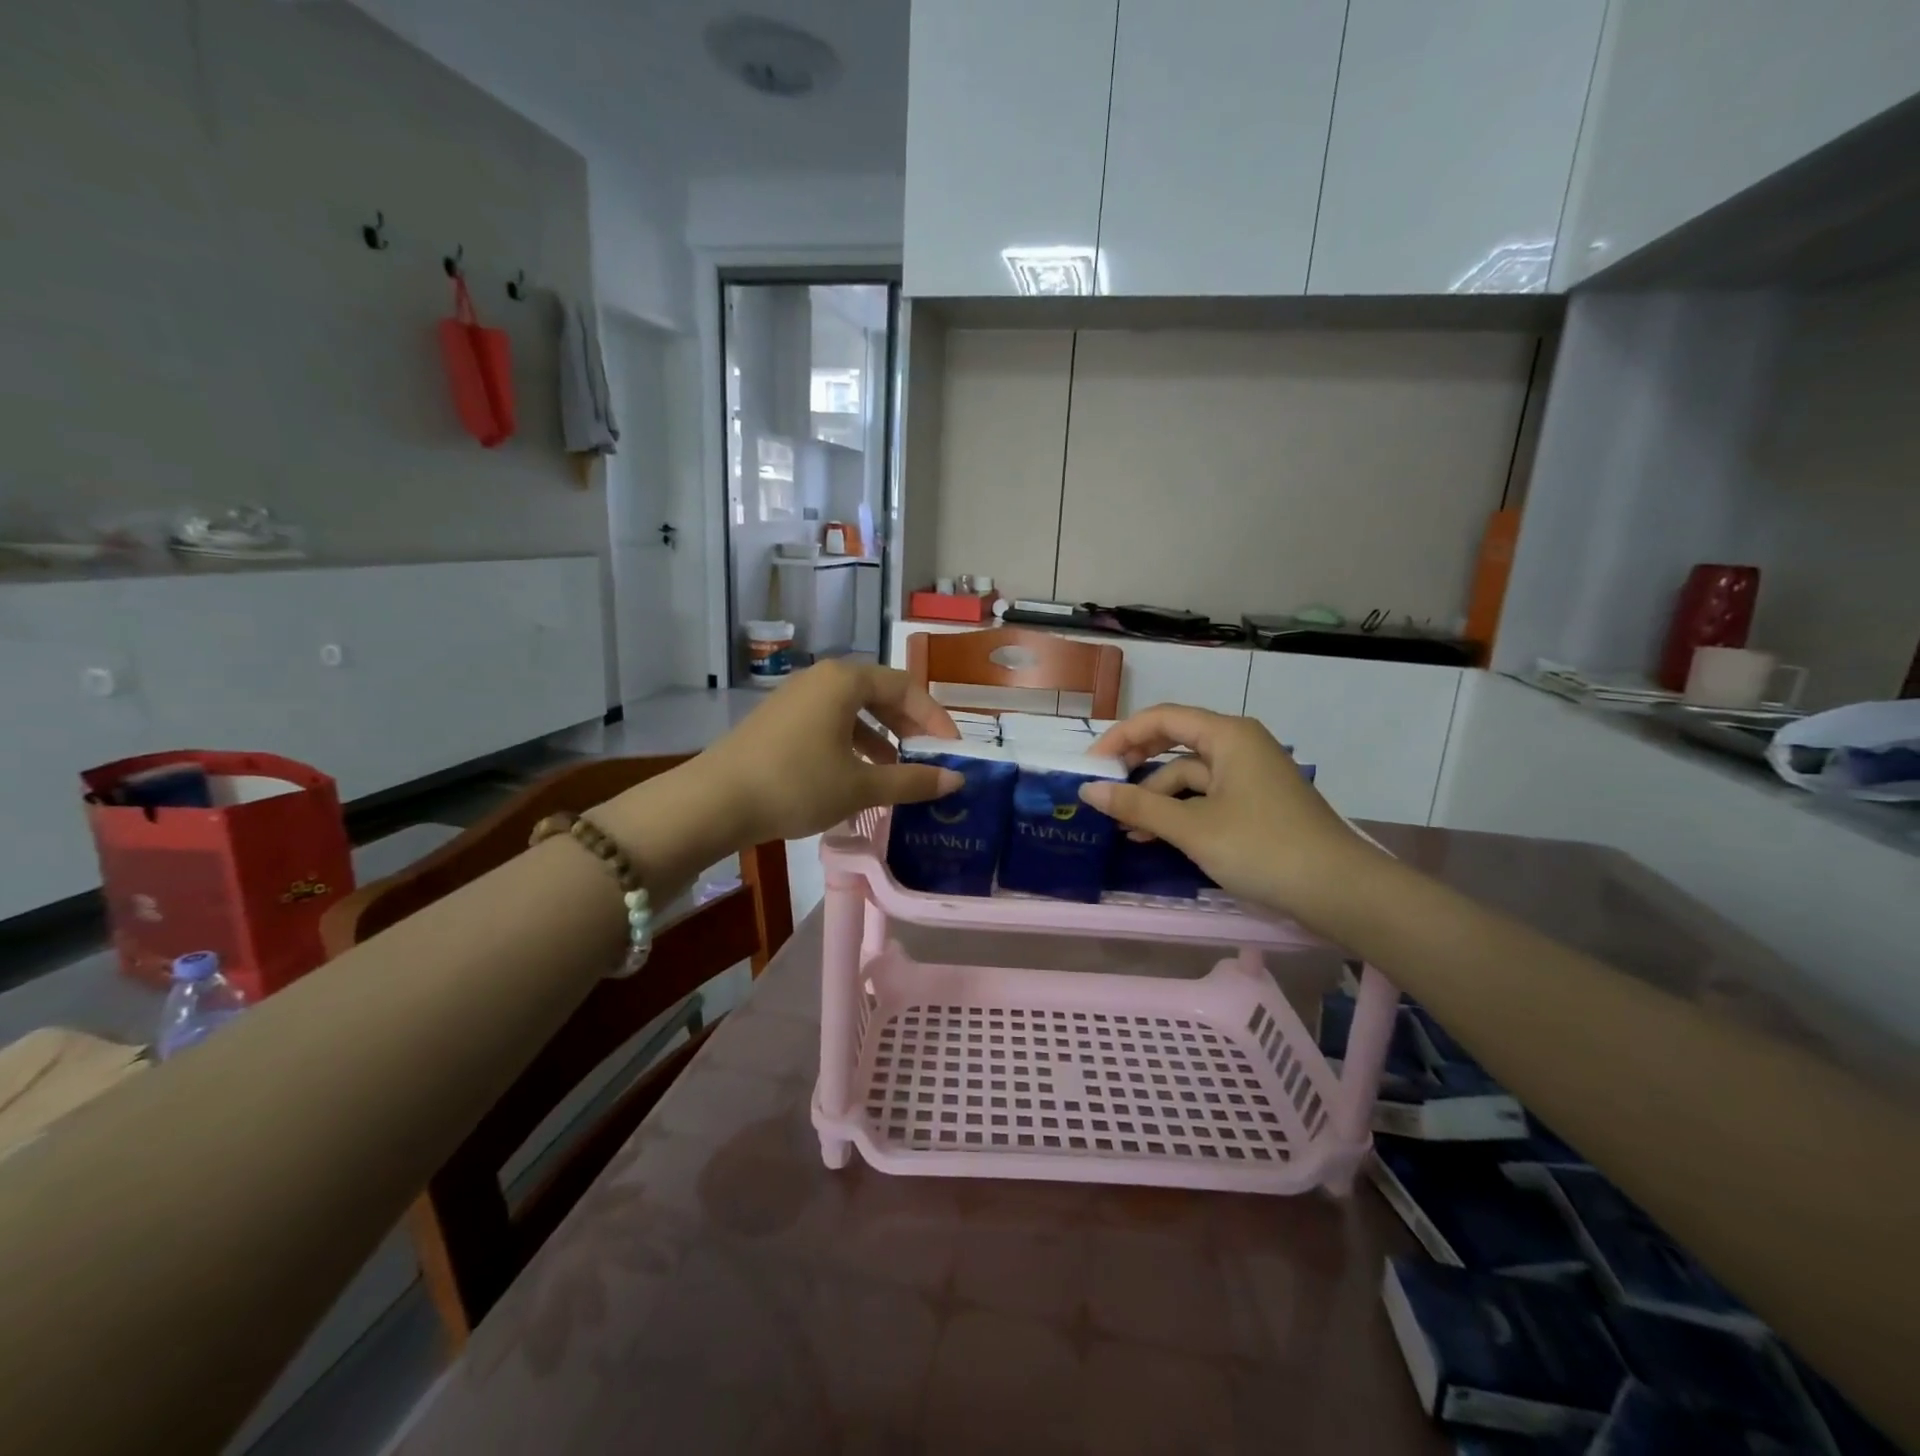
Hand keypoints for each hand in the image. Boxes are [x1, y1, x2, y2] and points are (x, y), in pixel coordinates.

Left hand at [692, 660, 962, 844]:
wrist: (714, 801)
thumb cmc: (797, 784)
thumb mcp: (861, 786)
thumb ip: (912, 781)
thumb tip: (956, 780)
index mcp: (845, 680)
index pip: (906, 687)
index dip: (935, 719)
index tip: (953, 752)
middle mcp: (822, 678)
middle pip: (880, 694)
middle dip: (909, 727)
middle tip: (929, 760)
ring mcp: (796, 697)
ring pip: (854, 710)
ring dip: (882, 738)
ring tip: (898, 771)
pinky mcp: (780, 720)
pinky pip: (830, 722)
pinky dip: (853, 743)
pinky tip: (858, 775)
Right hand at [1082, 705, 1382, 917]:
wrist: (1340, 892)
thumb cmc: (1263, 848)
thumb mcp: (1193, 828)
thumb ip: (1138, 807)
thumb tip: (1088, 790)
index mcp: (1228, 735)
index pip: (1162, 718)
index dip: (1121, 736)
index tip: (1090, 764)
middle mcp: (1238, 745)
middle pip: (1174, 742)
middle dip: (1136, 765)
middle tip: (1103, 790)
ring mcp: (1249, 775)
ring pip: (1189, 775)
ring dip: (1156, 797)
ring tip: (1125, 828)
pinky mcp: (1255, 803)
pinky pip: (1206, 796)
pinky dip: (1179, 812)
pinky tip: (1157, 836)